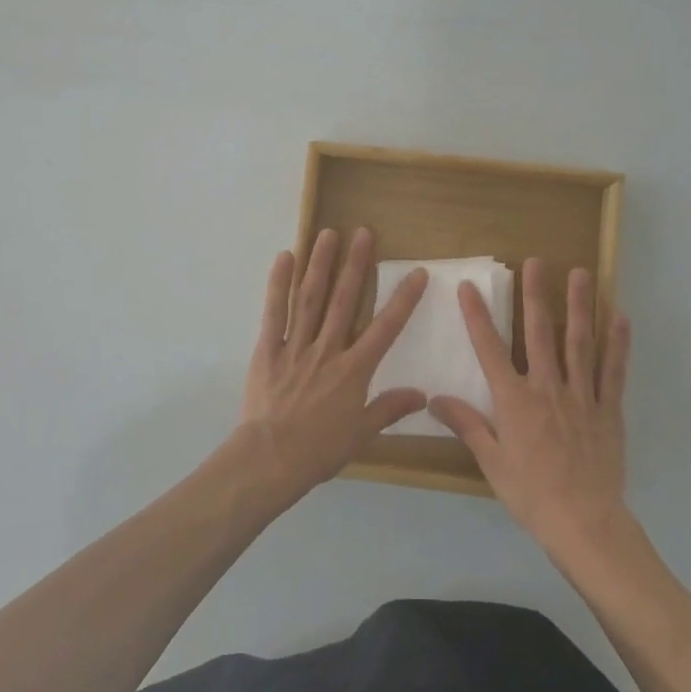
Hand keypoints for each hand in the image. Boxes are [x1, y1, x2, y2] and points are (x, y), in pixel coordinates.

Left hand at [238, 228, 428, 495]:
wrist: (270, 459)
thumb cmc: (319, 450)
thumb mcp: (361, 433)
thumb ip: (389, 408)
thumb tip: (422, 394)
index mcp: (354, 370)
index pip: (386, 328)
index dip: (403, 299)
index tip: (417, 273)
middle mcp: (328, 349)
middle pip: (344, 300)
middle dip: (356, 265)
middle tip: (364, 233)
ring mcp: (296, 345)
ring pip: (310, 298)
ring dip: (320, 264)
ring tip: (328, 234)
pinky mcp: (268, 349)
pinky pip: (274, 312)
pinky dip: (278, 284)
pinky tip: (285, 257)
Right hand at [429, 258, 632, 558]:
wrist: (584, 523)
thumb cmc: (531, 494)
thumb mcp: (491, 462)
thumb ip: (466, 425)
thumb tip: (434, 399)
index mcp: (514, 400)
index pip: (490, 349)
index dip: (477, 316)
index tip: (469, 286)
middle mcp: (547, 388)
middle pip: (540, 333)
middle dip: (535, 295)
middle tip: (536, 261)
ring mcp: (581, 396)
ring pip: (579, 342)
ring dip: (579, 306)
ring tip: (580, 273)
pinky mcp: (608, 409)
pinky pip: (613, 371)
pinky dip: (617, 343)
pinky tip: (620, 317)